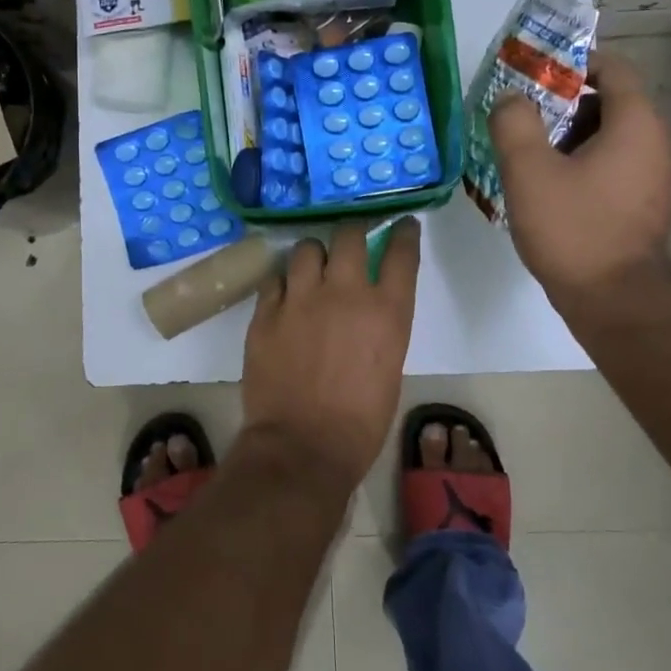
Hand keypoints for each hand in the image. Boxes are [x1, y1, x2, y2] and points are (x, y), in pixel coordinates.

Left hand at [241, 218, 421, 487]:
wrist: (303, 446)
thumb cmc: (360, 422)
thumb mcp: (389, 367)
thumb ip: (381, 327)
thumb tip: (367, 310)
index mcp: (387, 311)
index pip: (402, 253)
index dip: (404, 233)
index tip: (403, 225)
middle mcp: (345, 293)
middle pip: (350, 235)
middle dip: (353, 231)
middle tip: (352, 239)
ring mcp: (301, 299)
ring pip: (307, 249)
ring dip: (314, 255)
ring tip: (313, 268)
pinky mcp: (266, 312)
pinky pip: (275, 279)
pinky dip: (284, 283)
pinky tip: (285, 296)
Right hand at [488, 48, 670, 307]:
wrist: (615, 302)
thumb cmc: (573, 229)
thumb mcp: (528, 171)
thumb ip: (514, 124)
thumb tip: (511, 100)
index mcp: (637, 124)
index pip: (614, 68)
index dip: (574, 62)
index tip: (534, 73)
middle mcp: (657, 142)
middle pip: (611, 101)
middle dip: (564, 102)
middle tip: (521, 114)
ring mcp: (656, 177)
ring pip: (610, 136)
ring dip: (570, 134)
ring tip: (527, 150)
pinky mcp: (646, 205)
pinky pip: (614, 165)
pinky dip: (583, 161)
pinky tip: (548, 183)